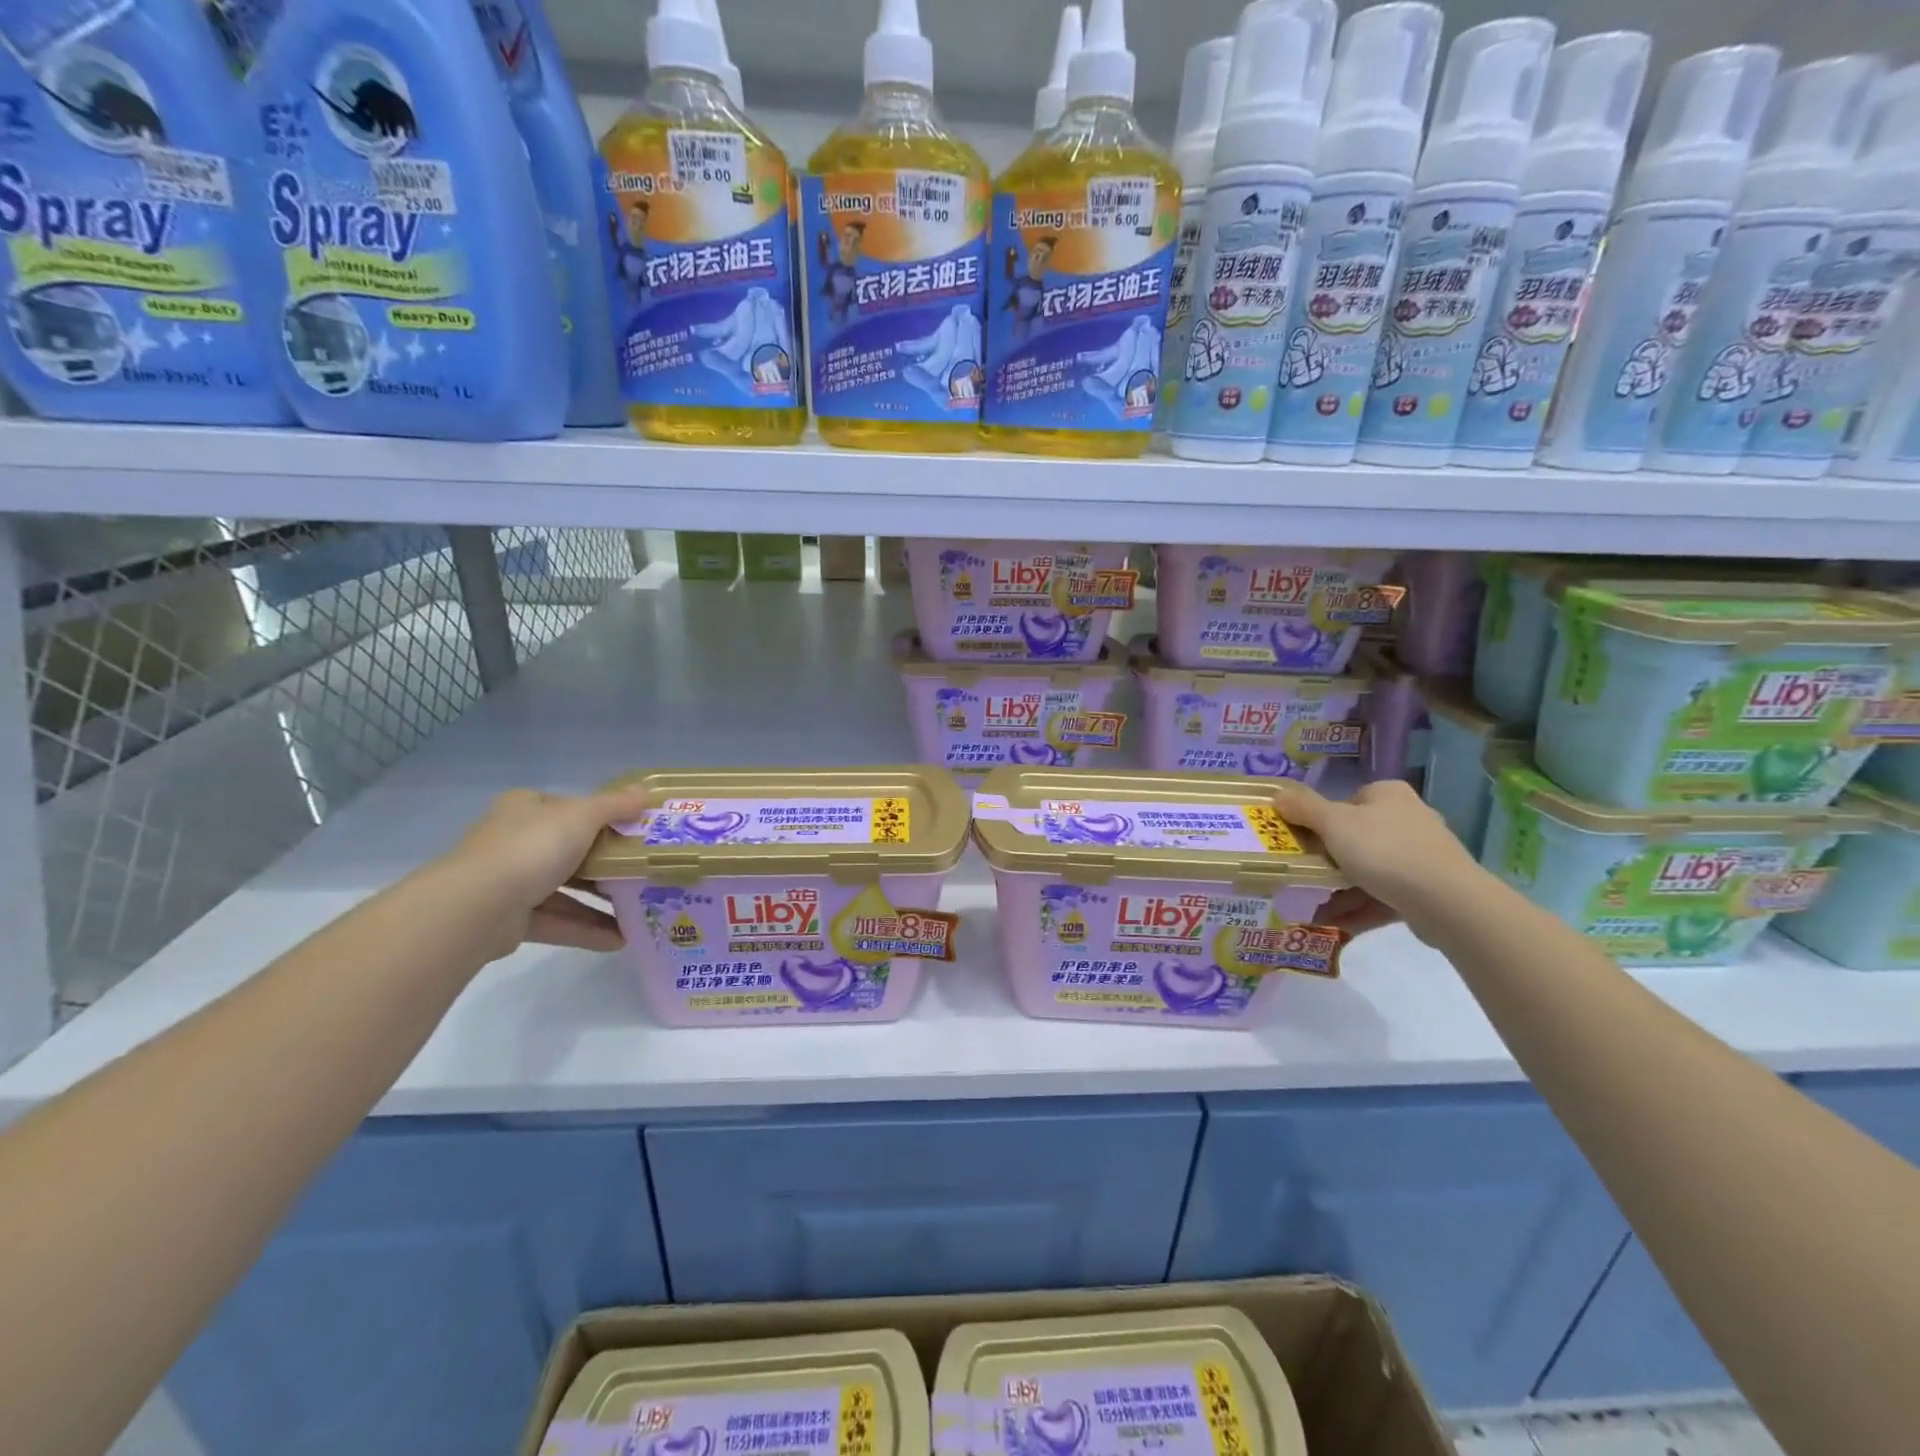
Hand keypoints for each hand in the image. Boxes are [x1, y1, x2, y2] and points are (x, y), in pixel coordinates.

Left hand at [444, 785, 653, 956]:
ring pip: (566, 888)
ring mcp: (511, 881)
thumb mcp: (582, 816)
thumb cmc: (532, 848)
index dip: (603, 816)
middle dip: (608, 863)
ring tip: (641, 910)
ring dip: (602, 901)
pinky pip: (558, 921)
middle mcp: (516, 841)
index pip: (569, 807)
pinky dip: (587, 929)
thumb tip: (647, 791)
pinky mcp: (512, 919)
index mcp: (526, 809)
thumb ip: (616, 805)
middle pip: (571, 849)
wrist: (476, 908)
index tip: (635, 830)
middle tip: (644, 871)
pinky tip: (620, 940)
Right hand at [1270, 779, 1488, 940]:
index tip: (1304, 842)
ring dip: (1341, 889)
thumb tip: (1277, 794)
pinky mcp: (1430, 889)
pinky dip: (1361, 907)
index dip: (1323, 820)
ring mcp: (1423, 855)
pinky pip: (1386, 895)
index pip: (1348, 801)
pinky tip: (1337, 924)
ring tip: (1315, 908)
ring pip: (1370, 869)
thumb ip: (1304, 808)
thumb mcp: (1334, 824)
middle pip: (1357, 837)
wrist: (1447, 901)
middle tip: (1304, 876)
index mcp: (1388, 795)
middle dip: (1329, 861)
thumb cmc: (1384, 851)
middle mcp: (1409, 818)